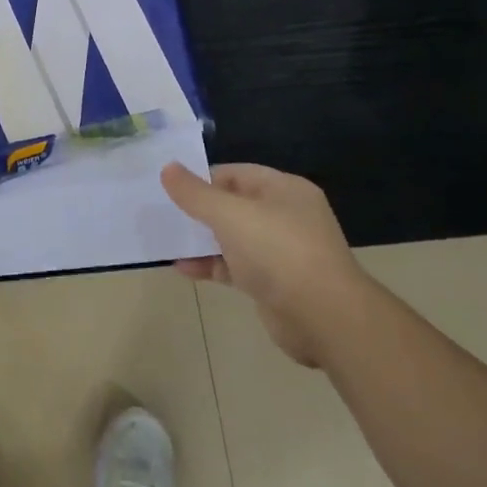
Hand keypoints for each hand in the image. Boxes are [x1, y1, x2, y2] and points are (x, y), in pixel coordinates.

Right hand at [161, 163, 370, 367]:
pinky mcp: (274, 283)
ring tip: (166, 240)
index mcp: (284, 190)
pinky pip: (236, 267)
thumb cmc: (278, 252)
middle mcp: (286, 216)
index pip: (236, 173)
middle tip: (163, 212)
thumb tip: (168, 168)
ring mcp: (282, 252)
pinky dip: (211, 266)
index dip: (203, 178)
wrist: (324, 318)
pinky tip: (183, 268)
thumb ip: (196, 193)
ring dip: (202, 240)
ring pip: (233, 238)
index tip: (169, 188)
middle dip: (199, 209)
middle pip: (234, 205)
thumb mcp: (230, 215)